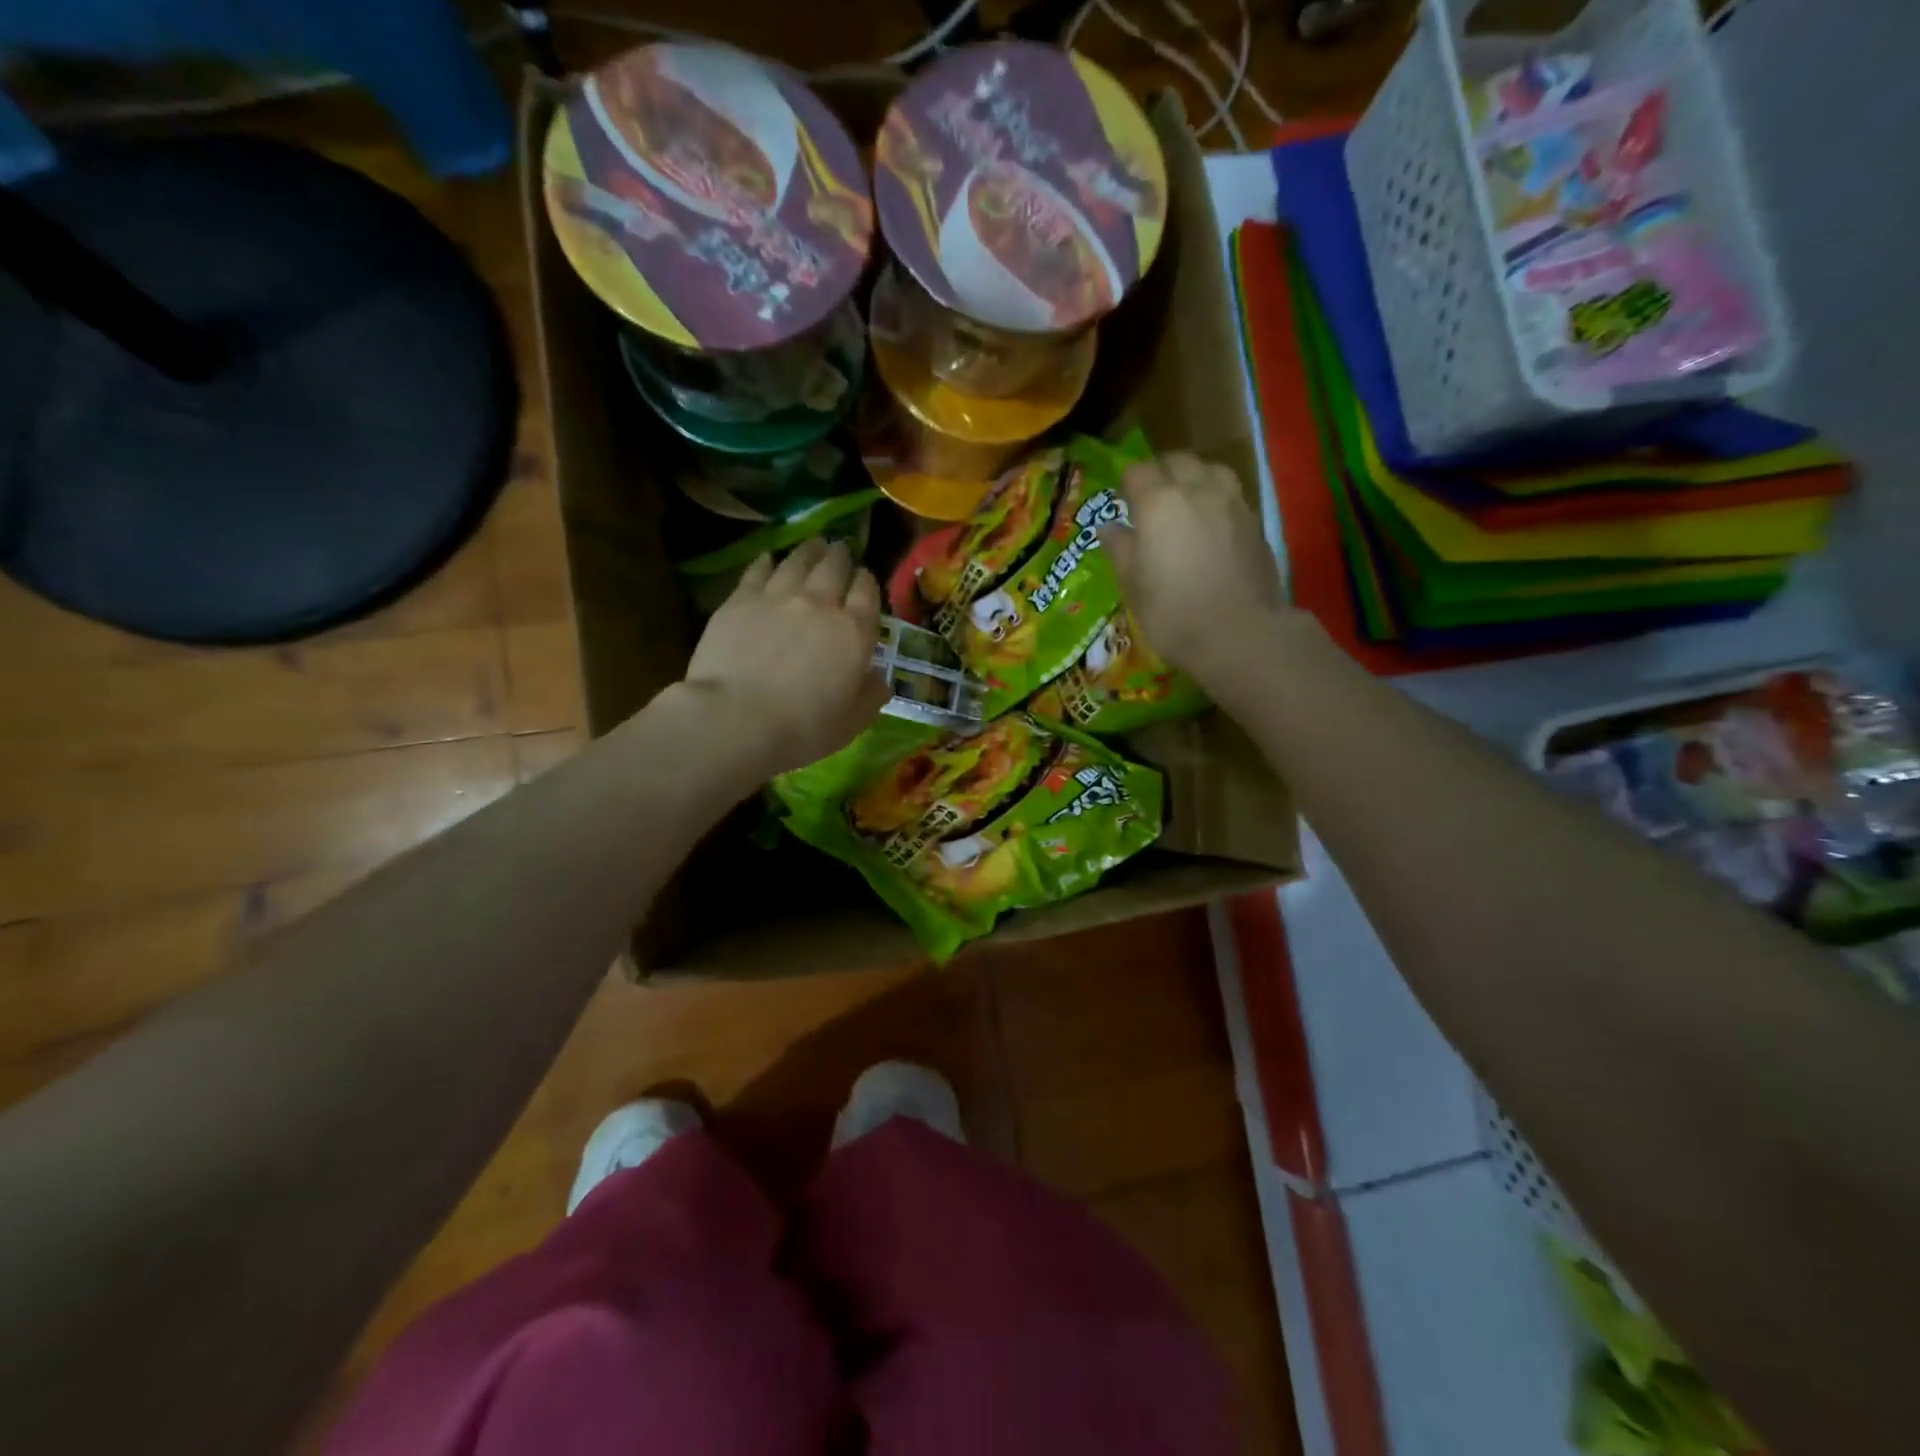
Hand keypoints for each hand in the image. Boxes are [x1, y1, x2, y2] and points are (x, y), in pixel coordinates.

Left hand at [682, 540, 890, 780]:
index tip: (864, 579)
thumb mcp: (852, 722)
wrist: (737, 719)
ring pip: (798, 560)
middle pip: (834, 565)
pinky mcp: (740, 599)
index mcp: (854, 631)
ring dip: (809, 551)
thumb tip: (880, 680)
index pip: (867, 591)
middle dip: (840, 556)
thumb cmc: (803, 728)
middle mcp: (820, 603)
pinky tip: (769, 559)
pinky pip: (758, 570)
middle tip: (839, 552)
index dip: (867, 581)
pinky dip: (767, 561)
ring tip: (812, 545)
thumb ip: (870, 696)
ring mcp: (778, 596)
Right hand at [1101, 453, 1286, 689]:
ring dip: (1194, 478)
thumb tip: (1109, 526)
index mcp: (1158, 502)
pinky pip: (1231, 495)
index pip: (1137, 471)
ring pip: (1210, 469)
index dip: (1126, 485)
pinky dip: (1217, 499)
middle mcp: (1197, 489)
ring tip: (1186, 504)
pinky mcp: (1255, 522)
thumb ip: (1119, 548)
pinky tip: (1211, 526)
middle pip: (1177, 461)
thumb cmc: (1172, 611)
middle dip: (1161, 472)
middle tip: (1151, 500)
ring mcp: (1232, 502)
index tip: (1122, 504)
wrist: (1238, 633)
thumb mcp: (1132, 584)